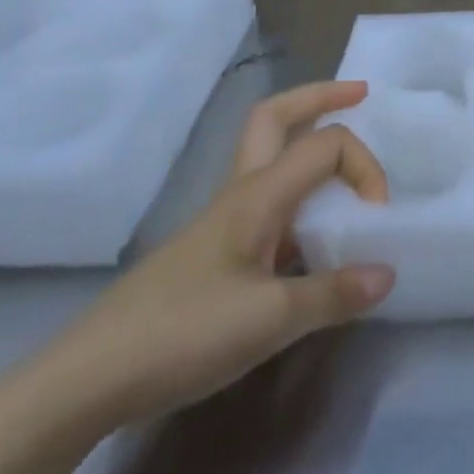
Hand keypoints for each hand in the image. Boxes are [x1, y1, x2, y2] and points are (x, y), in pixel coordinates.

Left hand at [36, 81, 395, 432]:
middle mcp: (240, 194)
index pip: (325, 146)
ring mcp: (223, 221)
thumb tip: (387, 274)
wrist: (87, 379)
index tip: (377, 218)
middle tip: (360, 94)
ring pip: (268, 155)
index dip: (364, 167)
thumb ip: (333, 294)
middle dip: (320, 96)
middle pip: (276, 117)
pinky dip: (299, 194)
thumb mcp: (269, 321)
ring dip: (307, 141)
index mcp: (257, 196)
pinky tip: (313, 234)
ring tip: (345, 161)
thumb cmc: (181, 335)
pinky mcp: (214, 252)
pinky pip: (267, 201)